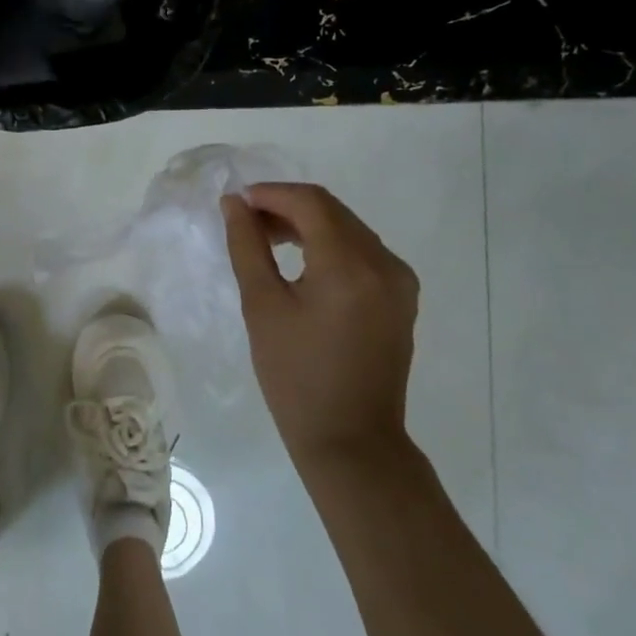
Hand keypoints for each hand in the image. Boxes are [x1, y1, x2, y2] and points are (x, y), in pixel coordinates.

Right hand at [221, 183, 419, 479]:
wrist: (351, 441)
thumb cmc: (296, 377)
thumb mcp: (262, 307)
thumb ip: (247, 246)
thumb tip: (234, 203)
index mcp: (350, 265)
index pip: (310, 203)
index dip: (270, 194)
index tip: (236, 203)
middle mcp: (384, 263)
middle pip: (332, 211)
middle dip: (286, 206)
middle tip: (246, 221)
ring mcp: (399, 280)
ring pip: (348, 227)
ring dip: (307, 224)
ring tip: (267, 239)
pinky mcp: (401, 296)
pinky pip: (362, 251)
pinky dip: (329, 244)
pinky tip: (302, 260)